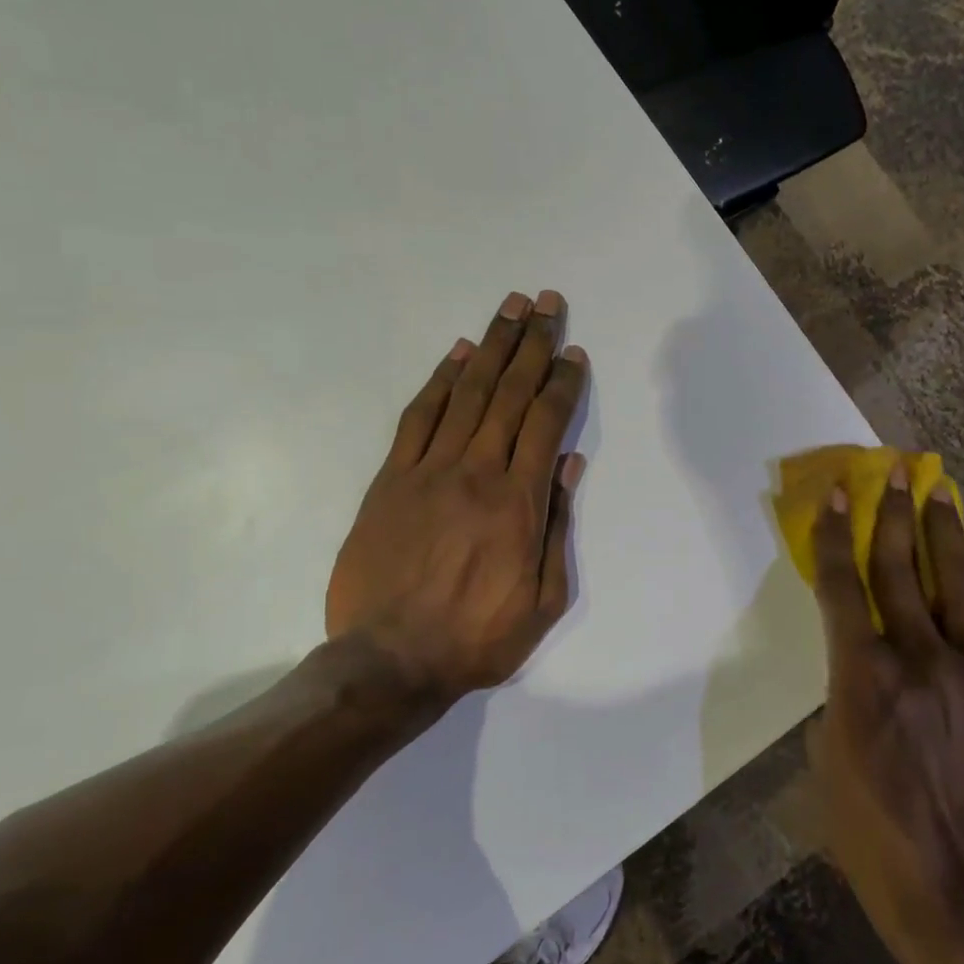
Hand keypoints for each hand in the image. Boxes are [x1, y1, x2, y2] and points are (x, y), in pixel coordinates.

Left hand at [327, 290, 588, 700]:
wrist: (390, 661)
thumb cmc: (476, 638)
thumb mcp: (542, 600)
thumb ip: (557, 526)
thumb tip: (568, 463)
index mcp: (518, 503)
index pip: (545, 423)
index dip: (562, 382)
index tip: (574, 352)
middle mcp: (476, 472)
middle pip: (509, 393)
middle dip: (532, 344)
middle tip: (547, 302)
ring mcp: (428, 471)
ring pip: (467, 394)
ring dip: (492, 346)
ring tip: (511, 308)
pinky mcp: (390, 479)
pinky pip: (418, 417)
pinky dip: (439, 380)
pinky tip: (458, 353)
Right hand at [807, 467, 963, 963]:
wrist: (960, 891)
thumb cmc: (871, 829)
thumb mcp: (830, 753)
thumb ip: (847, 692)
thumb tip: (866, 664)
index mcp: (863, 675)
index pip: (842, 586)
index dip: (834, 535)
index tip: (835, 494)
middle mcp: (920, 661)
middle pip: (902, 570)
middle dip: (895, 514)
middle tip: (896, 471)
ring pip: (960, 587)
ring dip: (948, 537)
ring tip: (943, 495)